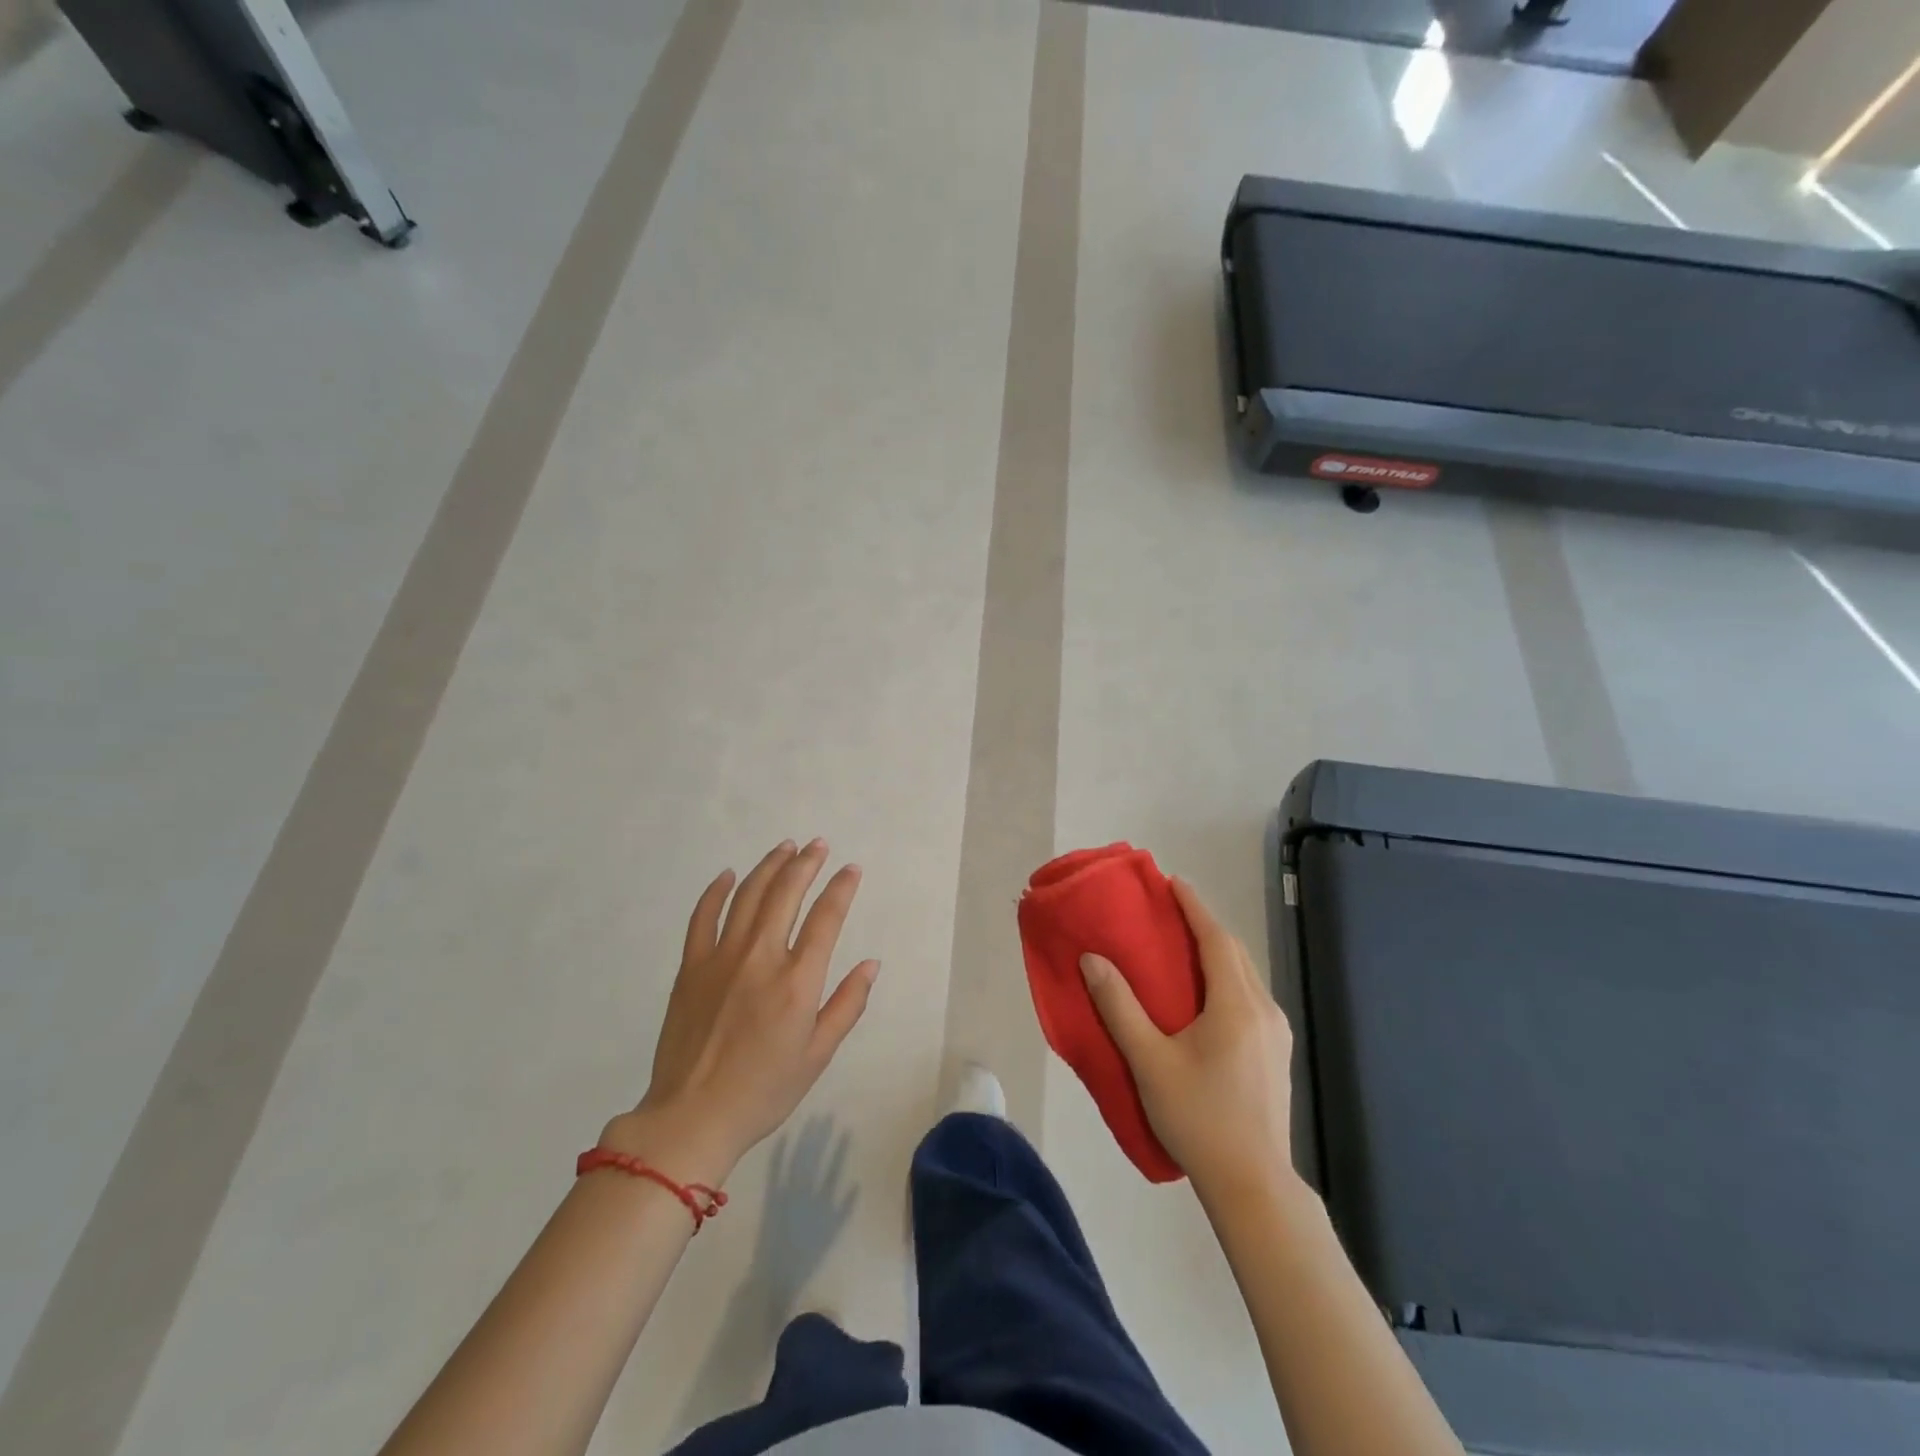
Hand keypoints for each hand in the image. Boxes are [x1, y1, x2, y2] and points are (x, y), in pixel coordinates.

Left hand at [603, 841, 878, 1183]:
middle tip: (818, 845)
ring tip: (785, 848)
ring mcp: (720, 958)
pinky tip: (728, 875)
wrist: (692, 1117)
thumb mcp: (818, 1055)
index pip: (826, 918)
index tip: (851, 869)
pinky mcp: (690, 967)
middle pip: (786, 894)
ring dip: (769, 867)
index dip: (841, 888)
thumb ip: (847, 1005)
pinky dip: (716, 891)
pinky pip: (703, 917)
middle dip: (806, 863)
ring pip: (747, 896)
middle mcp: (760, 958)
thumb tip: (871, 964)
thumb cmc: (764, 1090)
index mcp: (797, 981)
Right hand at [1080, 878, 1293, 1200]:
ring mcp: (1277, 1034)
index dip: (1194, 907)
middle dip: (1205, 925)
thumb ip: (1119, 1007)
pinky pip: (1250, 997)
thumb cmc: (1198, 1118)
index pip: (1216, 939)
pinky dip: (1227, 979)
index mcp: (1236, 1005)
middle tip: (1171, 911)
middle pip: (1234, 952)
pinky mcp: (1277, 1054)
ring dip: (1217, 953)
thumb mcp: (1149, 1061)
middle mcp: (1264, 1010)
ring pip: (1246, 976)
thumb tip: (1092, 959)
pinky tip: (1206, 996)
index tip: (1172, 882)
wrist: (1254, 1185)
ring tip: (1184, 947)